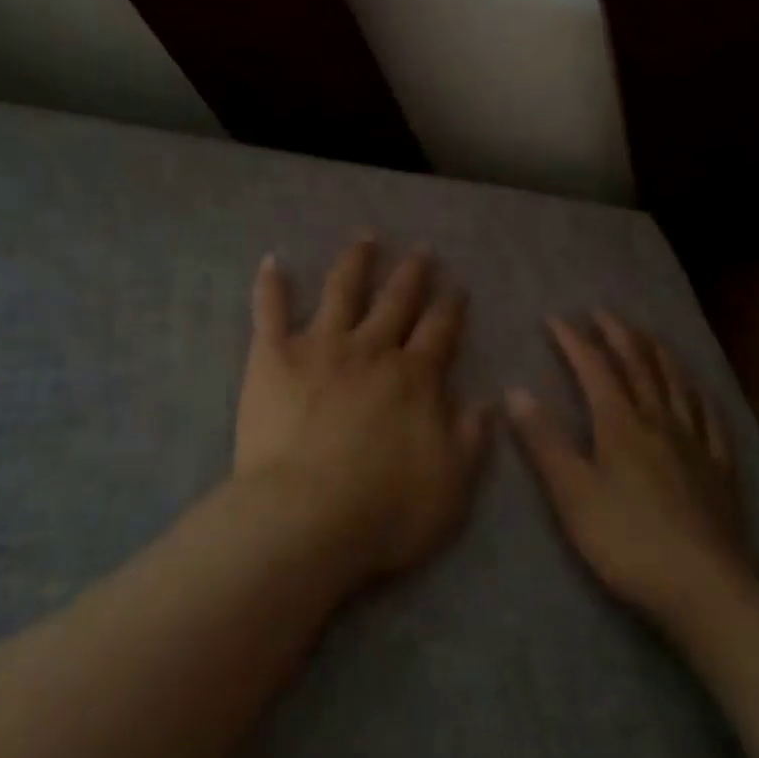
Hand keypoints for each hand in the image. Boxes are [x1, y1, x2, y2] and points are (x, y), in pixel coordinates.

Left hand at [234, 237, 490, 582]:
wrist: (306, 520)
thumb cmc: (385, 510)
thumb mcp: (453, 484)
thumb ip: (471, 439)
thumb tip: (488, 401)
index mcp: (415, 377)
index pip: (441, 330)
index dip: (452, 306)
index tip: (458, 286)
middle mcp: (372, 350)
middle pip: (397, 301)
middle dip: (412, 274)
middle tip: (421, 249)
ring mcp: (321, 347)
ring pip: (342, 291)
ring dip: (356, 262)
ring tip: (365, 237)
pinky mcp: (274, 357)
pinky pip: (270, 311)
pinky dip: (270, 285)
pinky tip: (272, 260)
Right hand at [508, 312, 747, 621]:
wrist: (704, 588)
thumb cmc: (627, 542)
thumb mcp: (573, 494)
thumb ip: (544, 441)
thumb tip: (515, 391)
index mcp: (620, 424)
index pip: (595, 368)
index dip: (574, 341)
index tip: (555, 318)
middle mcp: (659, 421)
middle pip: (639, 365)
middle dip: (618, 334)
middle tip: (602, 312)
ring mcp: (695, 442)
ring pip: (676, 383)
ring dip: (658, 352)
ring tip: (647, 334)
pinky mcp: (720, 468)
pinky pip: (711, 419)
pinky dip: (699, 395)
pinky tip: (698, 391)